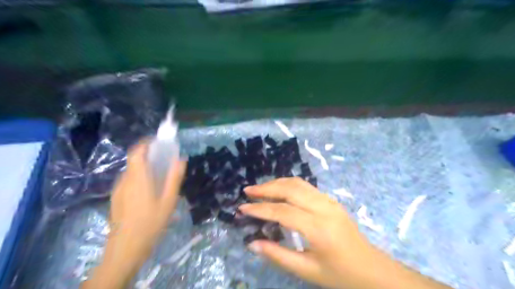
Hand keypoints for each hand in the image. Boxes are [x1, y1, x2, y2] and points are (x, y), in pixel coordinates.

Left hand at [108, 141, 187, 264]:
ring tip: (159, 175)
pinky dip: (139, 176)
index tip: (159, 141)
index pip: (137, 151)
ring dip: (144, 166)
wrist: (125, 248)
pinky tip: (149, 191)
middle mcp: (125, 180)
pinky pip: (129, 180)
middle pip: (134, 160)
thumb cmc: (151, 223)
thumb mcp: (169, 200)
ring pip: (131, 171)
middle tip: (164, 159)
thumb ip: (174, 178)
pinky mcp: (116, 198)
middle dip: (148, 154)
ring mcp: (118, 189)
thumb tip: (181, 159)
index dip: (146, 142)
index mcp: (138, 178)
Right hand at [237, 177, 451, 288]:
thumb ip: (278, 255)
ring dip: (276, 183)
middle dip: (266, 188)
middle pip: (289, 189)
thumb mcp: (307, 271)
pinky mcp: (330, 200)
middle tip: (247, 192)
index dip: (260, 209)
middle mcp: (323, 207)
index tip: (242, 208)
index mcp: (317, 227)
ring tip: (259, 189)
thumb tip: (252, 244)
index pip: (282, 211)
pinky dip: (288, 185)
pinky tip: (279, 190)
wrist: (372, 269)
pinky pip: (305, 186)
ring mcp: (328, 200)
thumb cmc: (340, 274)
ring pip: (298, 183)